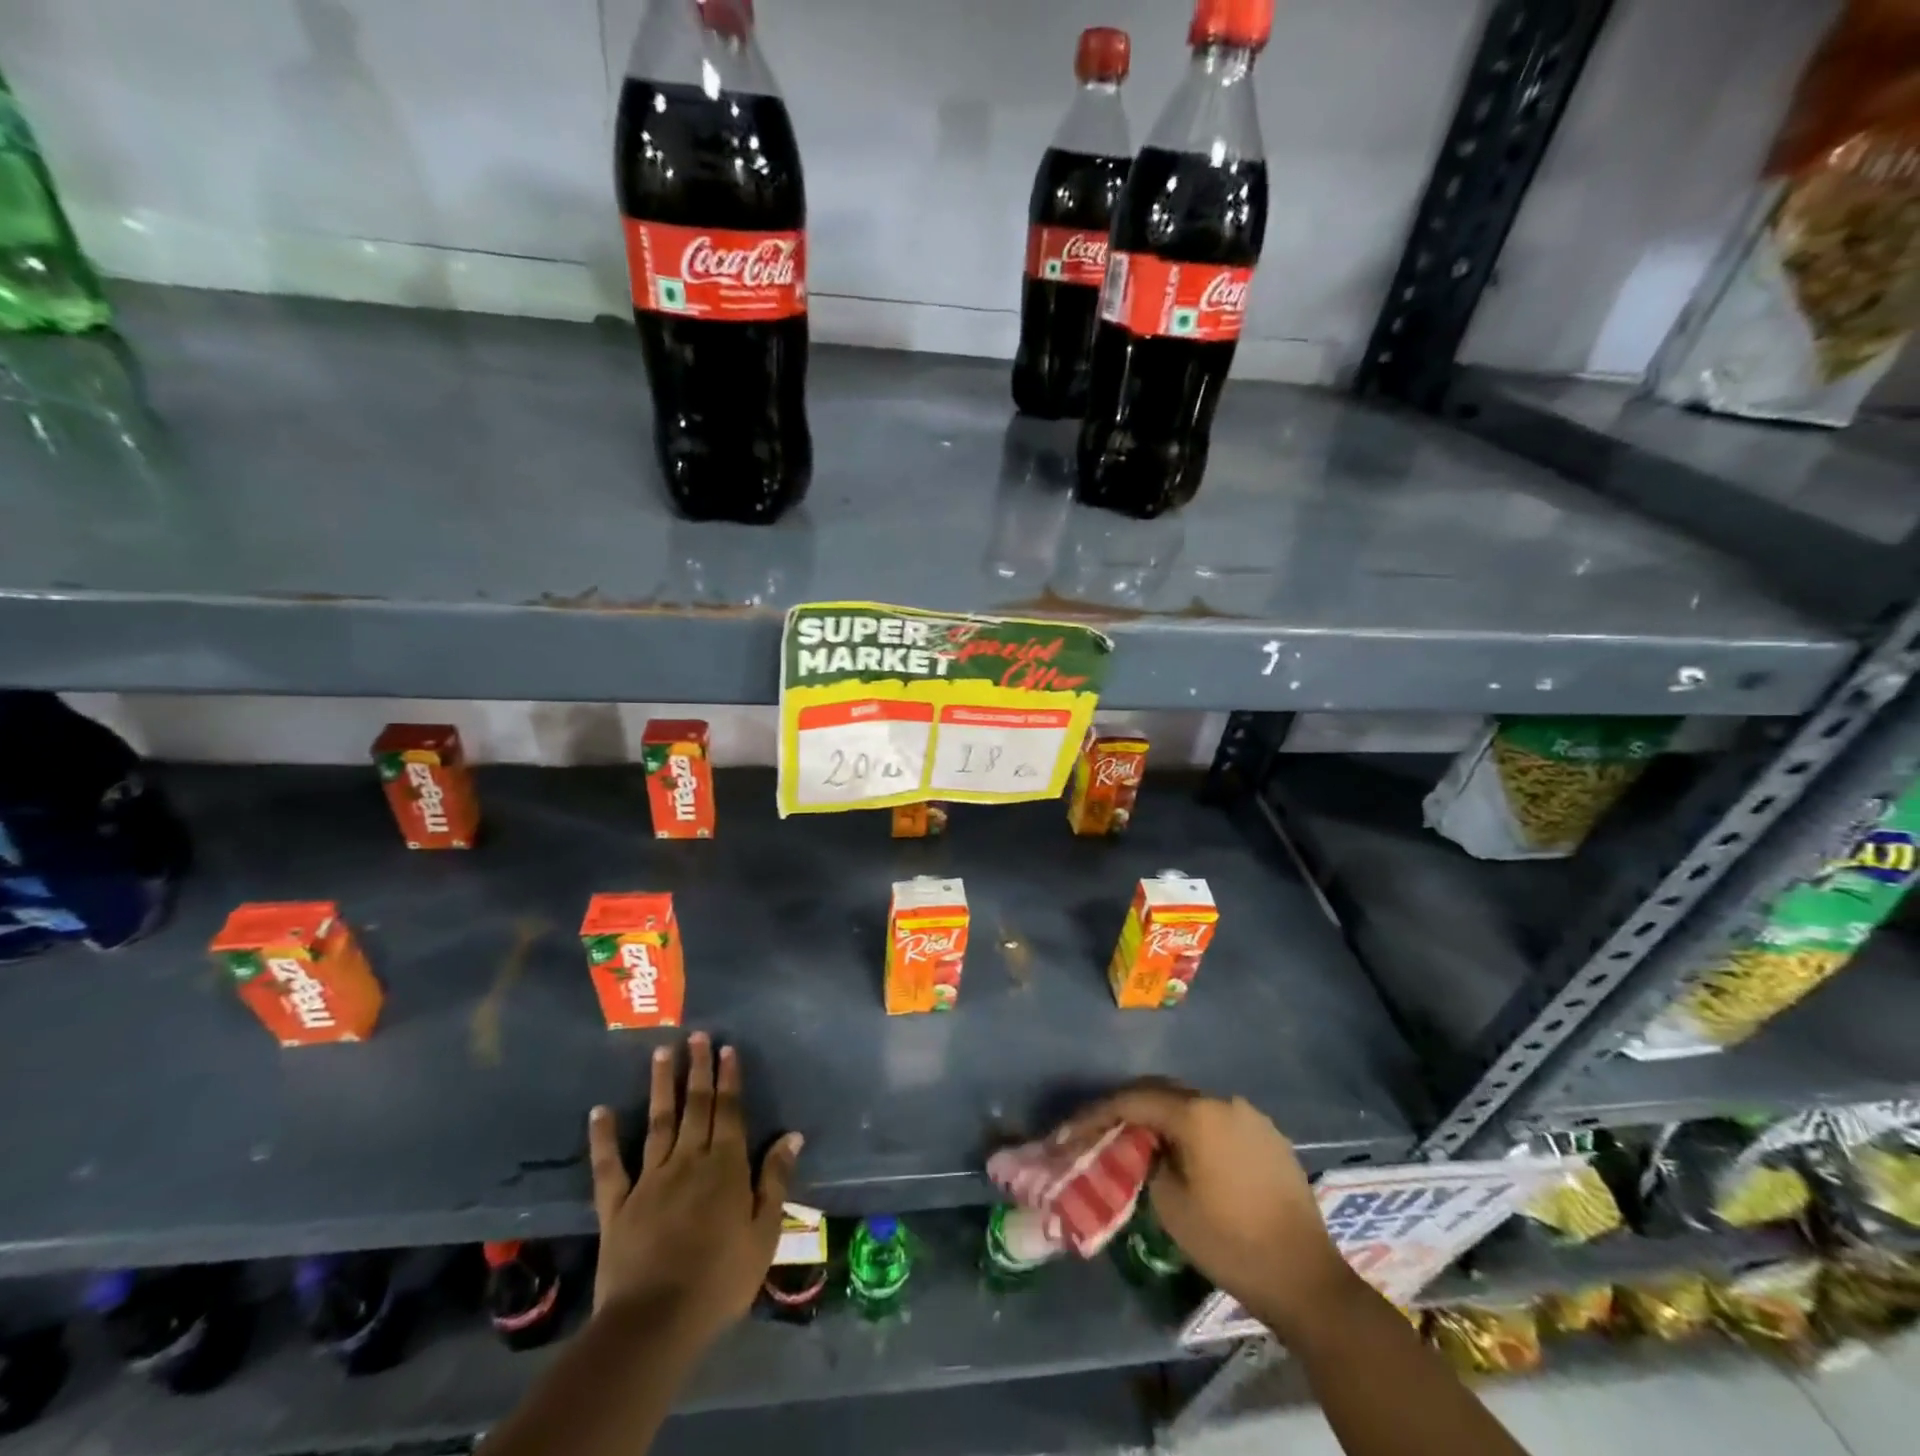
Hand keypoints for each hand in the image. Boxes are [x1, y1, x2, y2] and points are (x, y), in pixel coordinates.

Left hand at [586, 1033, 802, 1347]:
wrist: (655, 1322)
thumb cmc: (720, 1280)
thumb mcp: (764, 1233)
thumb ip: (775, 1180)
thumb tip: (791, 1135)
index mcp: (725, 1167)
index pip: (729, 1112)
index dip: (729, 1079)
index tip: (726, 1048)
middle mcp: (688, 1161)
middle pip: (696, 1107)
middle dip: (698, 1069)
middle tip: (697, 1035)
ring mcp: (650, 1180)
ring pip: (659, 1122)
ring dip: (662, 1085)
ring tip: (662, 1052)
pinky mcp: (617, 1205)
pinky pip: (609, 1166)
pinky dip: (604, 1137)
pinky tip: (600, 1111)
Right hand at [1058, 1081, 1358, 1341]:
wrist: (1306, 1278)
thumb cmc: (1230, 1242)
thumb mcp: (1170, 1205)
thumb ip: (1148, 1161)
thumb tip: (1149, 1147)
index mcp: (1196, 1113)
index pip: (1135, 1100)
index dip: (1100, 1112)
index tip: (1073, 1127)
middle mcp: (1223, 1102)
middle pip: (1164, 1093)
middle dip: (1131, 1107)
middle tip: (1103, 1126)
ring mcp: (1250, 1116)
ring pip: (1193, 1106)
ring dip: (1165, 1117)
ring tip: (1142, 1139)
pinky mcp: (1269, 1137)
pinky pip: (1219, 1122)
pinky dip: (1195, 1130)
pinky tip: (1187, 1153)